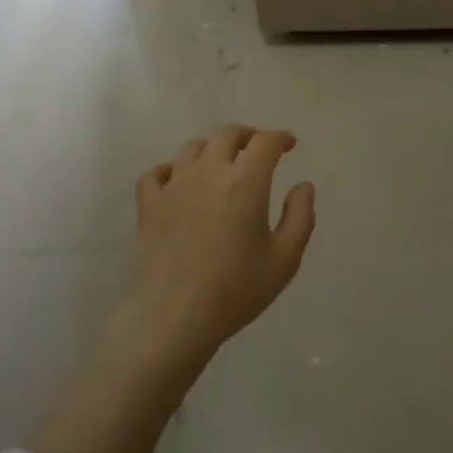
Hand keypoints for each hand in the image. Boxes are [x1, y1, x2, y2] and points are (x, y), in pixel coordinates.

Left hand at [124, 125, 315, 366]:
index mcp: (246, 181)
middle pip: (227, 135)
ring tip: (220, 166)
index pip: (265, 142)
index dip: (280, 137)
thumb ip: (300, 217)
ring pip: (192, 149)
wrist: (173, 317)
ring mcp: (174, 185)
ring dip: (211, 150)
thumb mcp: (284, 260)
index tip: (289, 144)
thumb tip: (303, 186)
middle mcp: (209, 172)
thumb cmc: (235, 290)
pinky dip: (170, 171)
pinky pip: (157, 173)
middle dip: (247, 136)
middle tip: (257, 149)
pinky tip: (177, 183)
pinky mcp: (148, 204)